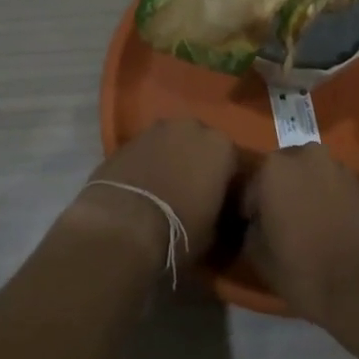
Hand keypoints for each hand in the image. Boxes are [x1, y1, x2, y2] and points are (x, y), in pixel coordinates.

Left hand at [69, 119, 238, 269]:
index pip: (234, 163)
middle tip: (194, 192)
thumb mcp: (214, 231)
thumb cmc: (180, 231)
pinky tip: (144, 185)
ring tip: (166, 188)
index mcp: (221, 146)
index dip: (228, 185)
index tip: (223, 203)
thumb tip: (219, 210)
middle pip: (202, 145)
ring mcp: (158, 128)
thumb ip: (222, 211)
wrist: (124, 224)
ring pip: (173, 142)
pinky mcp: (129, 137)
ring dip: (173, 159)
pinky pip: (149, 149)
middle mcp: (193, 127)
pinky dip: (150, 162)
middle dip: (200, 163)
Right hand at [242, 144, 358, 325]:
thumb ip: (251, 230)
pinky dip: (328, 199)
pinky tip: (330, 226)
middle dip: (280, 193)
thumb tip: (255, 223)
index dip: (250, 211)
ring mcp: (336, 165)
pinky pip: (333, 186)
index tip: (253, 230)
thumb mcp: (260, 257)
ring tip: (308, 226)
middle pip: (282, 173)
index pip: (251, 187)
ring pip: (310, 176)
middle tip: (281, 224)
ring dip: (306, 192)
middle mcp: (304, 154)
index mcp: (273, 167)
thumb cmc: (305, 271)